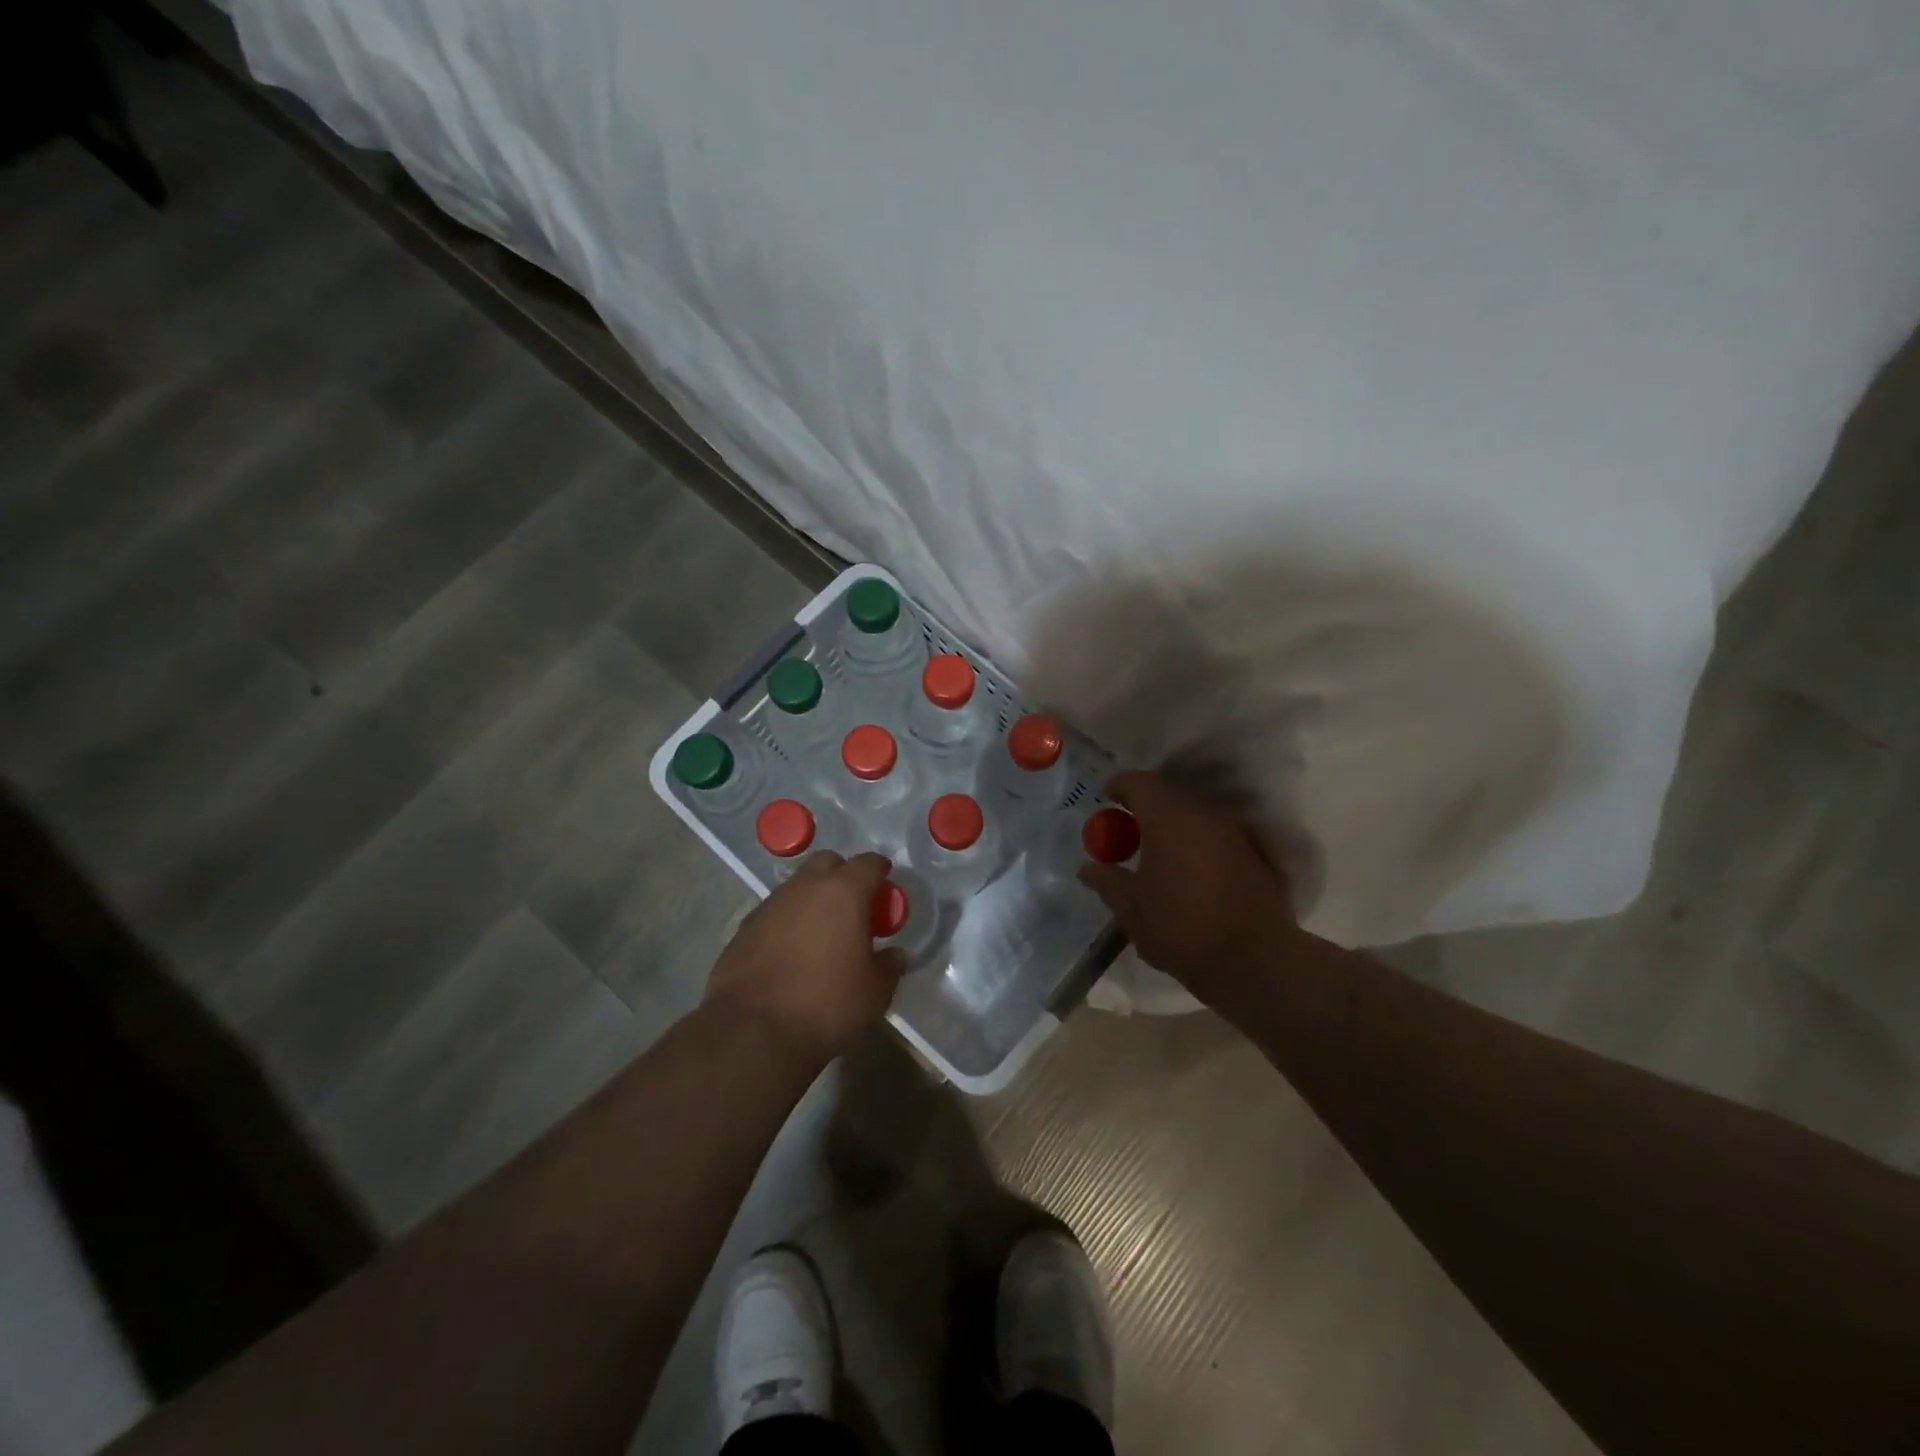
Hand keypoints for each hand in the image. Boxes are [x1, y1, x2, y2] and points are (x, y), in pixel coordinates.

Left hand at [704, 851, 906, 1065]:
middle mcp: (804, 888)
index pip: (869, 864)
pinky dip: (787, 922)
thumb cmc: (826, 1006)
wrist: (752, 1033)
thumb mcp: (874, 993)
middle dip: (843, 876)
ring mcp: (769, 906)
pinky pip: (774, 913)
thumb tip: (894, 955)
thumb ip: (889, 967)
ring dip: (812, 899)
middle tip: (854, 907)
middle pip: (827, 863)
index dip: (881, 872)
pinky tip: (791, 952)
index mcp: (843, 893)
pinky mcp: (743, 928)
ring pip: (797, 887)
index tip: (886, 889)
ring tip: (822, 933)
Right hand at [1078, 772, 1295, 1005]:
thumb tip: (1087, 868)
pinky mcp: (1256, 856)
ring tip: (1157, 855)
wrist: (1254, 962)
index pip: (1139, 782)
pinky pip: (1217, 837)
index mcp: (1168, 819)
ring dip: (1173, 827)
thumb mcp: (1131, 909)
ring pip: (1195, 816)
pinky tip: (1190, 874)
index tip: (1106, 798)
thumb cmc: (1181, 929)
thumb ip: (1107, 882)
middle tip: (1127, 832)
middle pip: (1169, 796)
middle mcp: (1204, 815)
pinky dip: (1198, 845)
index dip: (1119, 785)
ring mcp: (1235, 834)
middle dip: (1145, 808)